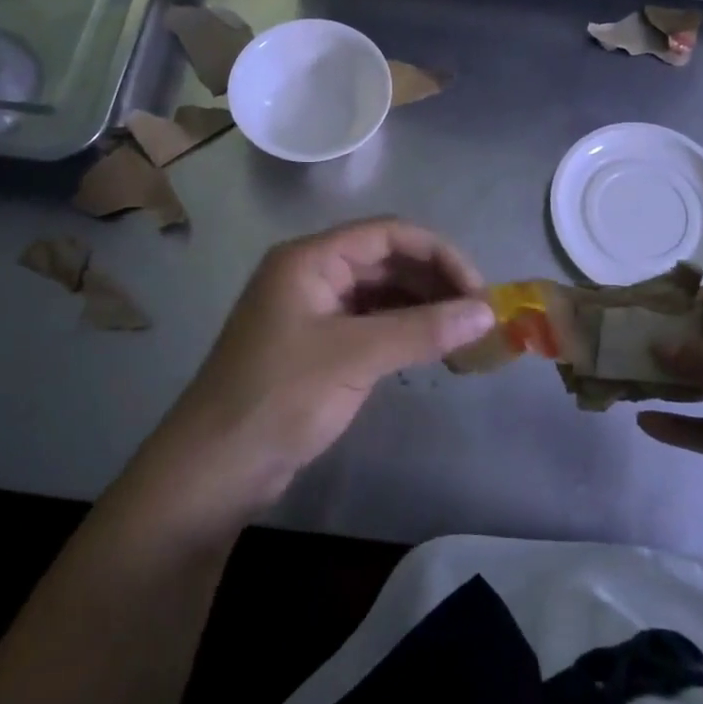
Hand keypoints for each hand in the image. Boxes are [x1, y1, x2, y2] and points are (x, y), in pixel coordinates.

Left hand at [132, 218, 493, 533]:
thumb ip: (423, 330)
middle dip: (434, 283)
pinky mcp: (317, 346)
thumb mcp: (356, 356)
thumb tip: (487, 312)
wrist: (214, 469)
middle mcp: (311, 274)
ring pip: (381, 294)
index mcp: (310, 258)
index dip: (439, 255)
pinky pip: (370, 324)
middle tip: (477, 318)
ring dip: (422, 309)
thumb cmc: (280, 397)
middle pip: (386, 261)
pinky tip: (431, 351)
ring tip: (463, 337)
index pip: (388, 234)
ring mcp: (313, 311)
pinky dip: (403, 332)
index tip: (478, 291)